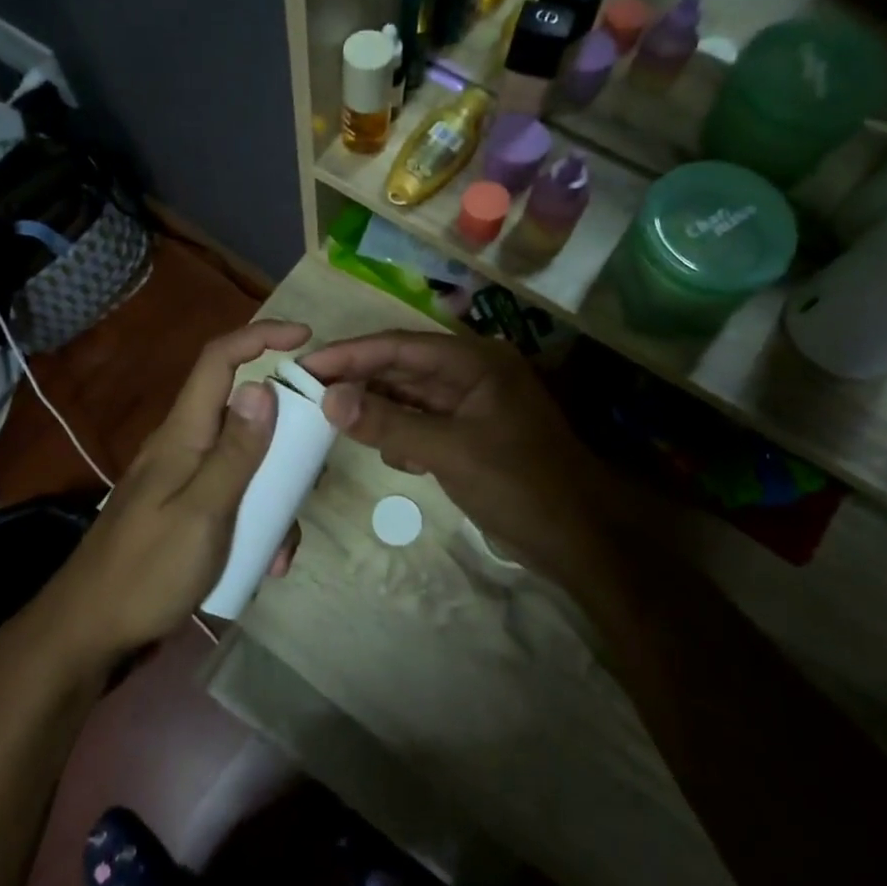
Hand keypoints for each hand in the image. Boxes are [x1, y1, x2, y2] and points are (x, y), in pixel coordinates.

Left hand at [25, 320, 309, 672]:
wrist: (89, 632)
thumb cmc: (146, 572)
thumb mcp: (202, 513)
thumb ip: (235, 453)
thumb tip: (263, 387)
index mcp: (183, 434)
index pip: (218, 360)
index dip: (260, 336)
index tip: (306, 337)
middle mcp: (182, 446)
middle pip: (243, 413)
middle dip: (285, 440)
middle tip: (310, 475)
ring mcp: (182, 480)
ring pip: (245, 463)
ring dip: (273, 496)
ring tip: (281, 546)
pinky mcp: (184, 511)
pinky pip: (233, 499)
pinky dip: (256, 522)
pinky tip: (263, 561)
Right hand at [303, 330, 612, 575]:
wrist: (579, 539)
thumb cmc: (520, 484)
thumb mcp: (449, 451)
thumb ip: (389, 423)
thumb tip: (329, 400)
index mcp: (475, 362)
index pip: (400, 346)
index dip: (351, 354)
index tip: (307, 365)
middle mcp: (471, 374)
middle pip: (401, 368)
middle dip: (358, 380)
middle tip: (308, 391)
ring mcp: (470, 405)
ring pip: (408, 397)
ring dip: (376, 408)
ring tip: (332, 420)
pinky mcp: (468, 435)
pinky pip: (421, 423)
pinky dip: (400, 433)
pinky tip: (387, 452)